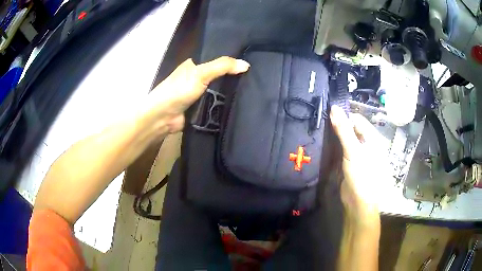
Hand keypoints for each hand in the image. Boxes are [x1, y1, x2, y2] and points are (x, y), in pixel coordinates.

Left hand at [143, 57, 249, 132]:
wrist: (164, 117)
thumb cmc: (179, 90)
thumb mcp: (201, 73)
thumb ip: (222, 67)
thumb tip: (247, 65)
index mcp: (194, 64)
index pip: (216, 59)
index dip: (231, 60)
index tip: (249, 62)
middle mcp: (197, 77)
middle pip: (219, 75)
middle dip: (233, 77)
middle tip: (254, 77)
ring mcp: (199, 94)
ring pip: (219, 90)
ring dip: (231, 92)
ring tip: (253, 89)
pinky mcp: (201, 108)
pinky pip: (217, 103)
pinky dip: (226, 104)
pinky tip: (241, 103)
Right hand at [330, 105, 383, 223]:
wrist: (359, 202)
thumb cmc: (362, 175)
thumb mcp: (353, 151)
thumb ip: (343, 130)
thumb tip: (334, 108)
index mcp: (373, 138)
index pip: (358, 120)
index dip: (344, 116)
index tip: (328, 116)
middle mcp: (368, 143)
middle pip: (353, 128)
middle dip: (339, 126)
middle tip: (323, 124)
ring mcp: (360, 153)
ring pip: (347, 138)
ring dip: (336, 135)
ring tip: (322, 132)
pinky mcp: (352, 162)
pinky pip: (344, 149)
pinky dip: (336, 146)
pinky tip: (327, 145)